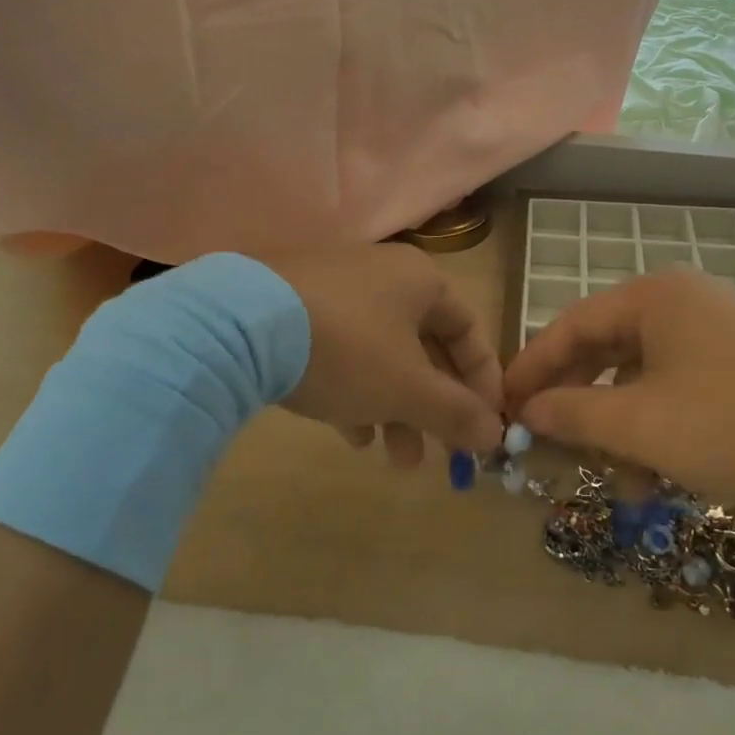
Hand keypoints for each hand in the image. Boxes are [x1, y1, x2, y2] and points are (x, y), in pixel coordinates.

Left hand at [264, 244, 503, 465]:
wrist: (238, 324)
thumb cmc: (347, 349)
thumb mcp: (408, 389)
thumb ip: (456, 413)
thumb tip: (496, 435)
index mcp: (421, 281)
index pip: (469, 330)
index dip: (483, 380)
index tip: (486, 426)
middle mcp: (383, 276)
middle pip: (426, 347)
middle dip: (435, 406)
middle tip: (441, 454)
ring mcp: (336, 289)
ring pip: (383, 355)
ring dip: (397, 408)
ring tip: (395, 458)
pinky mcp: (296, 308)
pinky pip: (342, 352)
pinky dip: (356, 391)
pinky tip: (349, 432)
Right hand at [502, 269, 734, 504]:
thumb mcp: (641, 425)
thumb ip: (574, 413)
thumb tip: (527, 411)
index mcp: (653, 298)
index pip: (571, 325)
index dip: (532, 368)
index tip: (503, 405)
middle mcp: (680, 303)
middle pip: (605, 351)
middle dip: (578, 405)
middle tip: (548, 445)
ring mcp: (712, 331)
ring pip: (641, 378)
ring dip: (620, 429)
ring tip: (615, 483)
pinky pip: (675, 389)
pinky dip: (657, 428)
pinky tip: (655, 476)